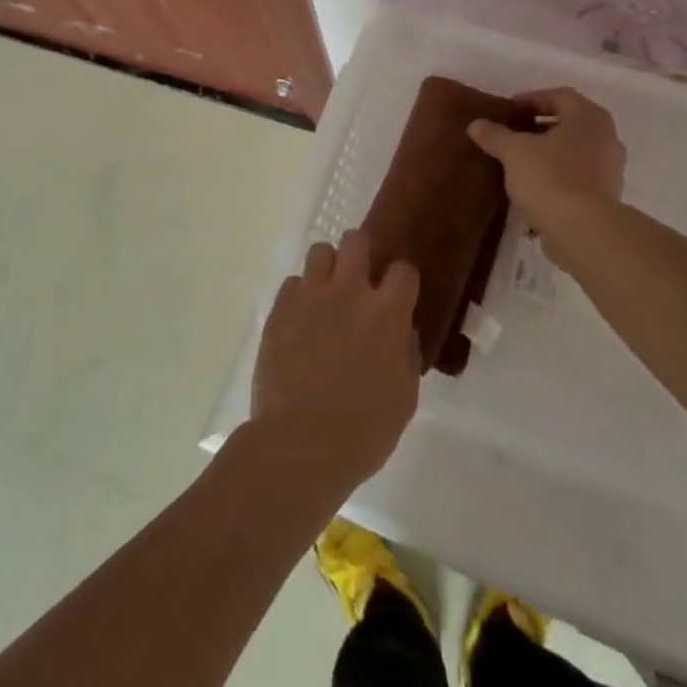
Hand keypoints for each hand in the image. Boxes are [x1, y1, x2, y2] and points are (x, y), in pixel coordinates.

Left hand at [249, 230, 422, 494]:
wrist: (300, 445)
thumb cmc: (362, 432)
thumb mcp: (404, 400)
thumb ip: (406, 357)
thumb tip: (402, 333)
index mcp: (387, 314)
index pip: (403, 270)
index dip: (402, 280)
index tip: (398, 295)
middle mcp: (350, 293)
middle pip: (356, 241)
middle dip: (361, 253)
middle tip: (358, 278)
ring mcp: (311, 297)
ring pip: (320, 251)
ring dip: (327, 267)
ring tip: (326, 292)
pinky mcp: (280, 310)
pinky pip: (292, 283)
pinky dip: (299, 295)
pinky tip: (300, 319)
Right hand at [468, 87, 625, 235]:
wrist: (584, 230)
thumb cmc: (550, 177)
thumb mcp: (514, 152)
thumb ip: (495, 135)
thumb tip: (476, 125)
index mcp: (588, 116)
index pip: (558, 96)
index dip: (531, 100)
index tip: (508, 112)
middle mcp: (606, 136)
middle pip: (568, 122)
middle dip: (539, 127)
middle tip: (512, 134)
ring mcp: (611, 167)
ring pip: (574, 149)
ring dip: (549, 152)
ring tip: (520, 162)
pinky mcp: (607, 194)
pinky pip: (578, 174)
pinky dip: (558, 174)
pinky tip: (535, 187)